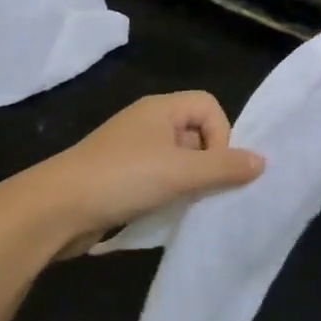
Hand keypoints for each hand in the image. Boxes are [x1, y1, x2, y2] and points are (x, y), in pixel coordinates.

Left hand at [27, 92, 264, 256]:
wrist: (59, 207)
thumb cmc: (123, 178)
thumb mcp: (181, 172)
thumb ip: (224, 167)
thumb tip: (262, 161)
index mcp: (160, 108)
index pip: (209, 106)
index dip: (221, 135)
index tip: (213, 168)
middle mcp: (147, 123)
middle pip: (196, 133)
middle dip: (207, 163)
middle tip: (202, 192)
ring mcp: (131, 150)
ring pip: (177, 160)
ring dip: (188, 183)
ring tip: (183, 206)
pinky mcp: (120, 177)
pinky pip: (157, 179)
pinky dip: (167, 194)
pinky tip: (163, 214)